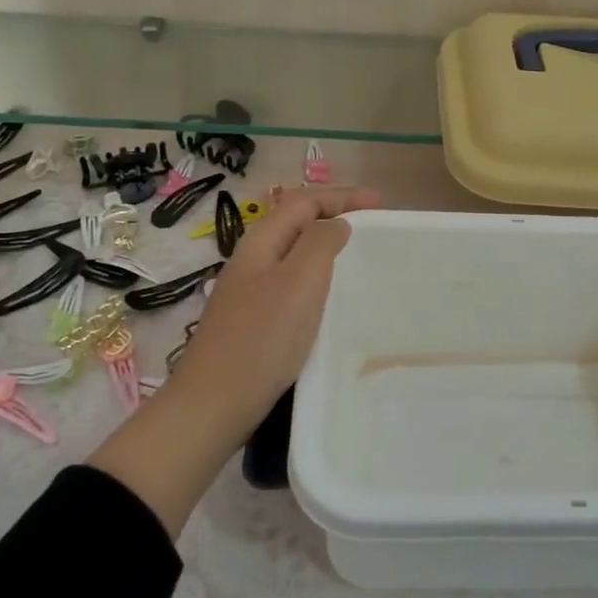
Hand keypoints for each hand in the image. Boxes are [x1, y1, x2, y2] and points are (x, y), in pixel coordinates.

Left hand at [90, 185, 380, 538]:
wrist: (215, 402)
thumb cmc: (263, 338)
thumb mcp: (299, 280)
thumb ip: (320, 242)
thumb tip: (336, 224)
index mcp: (261, 241)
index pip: (304, 200)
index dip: (342, 195)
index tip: (381, 203)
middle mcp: (253, 258)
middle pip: (297, 221)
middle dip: (335, 214)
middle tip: (374, 225)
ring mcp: (250, 288)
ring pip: (295, 251)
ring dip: (326, 244)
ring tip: (359, 253)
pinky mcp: (254, 317)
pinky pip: (292, 280)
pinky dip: (317, 274)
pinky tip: (331, 294)